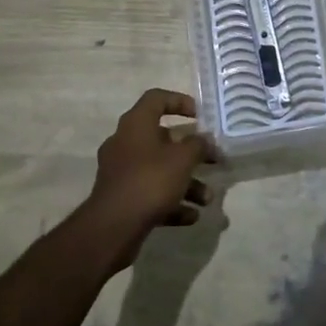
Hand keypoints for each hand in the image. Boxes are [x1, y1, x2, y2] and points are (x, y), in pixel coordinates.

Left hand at [84, 89, 214, 266]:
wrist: (112, 227)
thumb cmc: (150, 181)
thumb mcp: (183, 159)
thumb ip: (198, 145)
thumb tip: (204, 140)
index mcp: (136, 124)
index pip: (156, 99)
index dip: (180, 101)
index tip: (201, 115)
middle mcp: (125, 143)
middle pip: (162, 139)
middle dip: (191, 152)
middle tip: (213, 160)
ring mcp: (121, 172)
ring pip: (159, 170)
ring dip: (186, 182)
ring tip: (206, 199)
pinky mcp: (121, 198)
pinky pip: (151, 193)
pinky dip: (171, 202)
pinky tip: (191, 216)